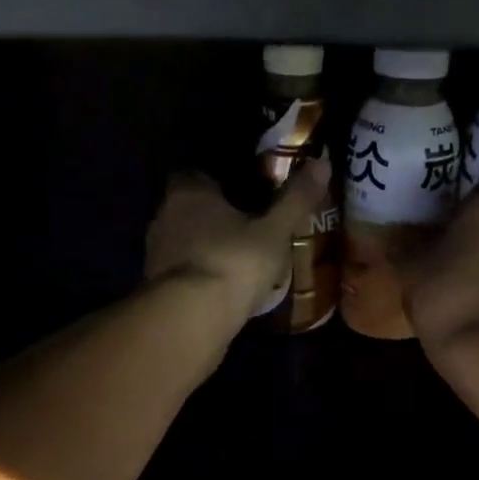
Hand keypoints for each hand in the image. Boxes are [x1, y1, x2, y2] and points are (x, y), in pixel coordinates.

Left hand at [145, 159, 332, 319]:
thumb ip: (296, 199)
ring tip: (236, 264)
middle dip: (212, 219)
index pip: (198, 175)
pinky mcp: (156, 286)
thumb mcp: (275, 231)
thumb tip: (323, 161)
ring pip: (184, 242)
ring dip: (204, 249)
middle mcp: (164, 215)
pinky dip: (198, 277)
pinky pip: (181, 272)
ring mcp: (155, 253)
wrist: (190, 318)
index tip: (243, 198)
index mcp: (189, 191)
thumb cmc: (233, 262)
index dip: (219, 185)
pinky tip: (220, 290)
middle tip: (245, 232)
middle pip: (189, 209)